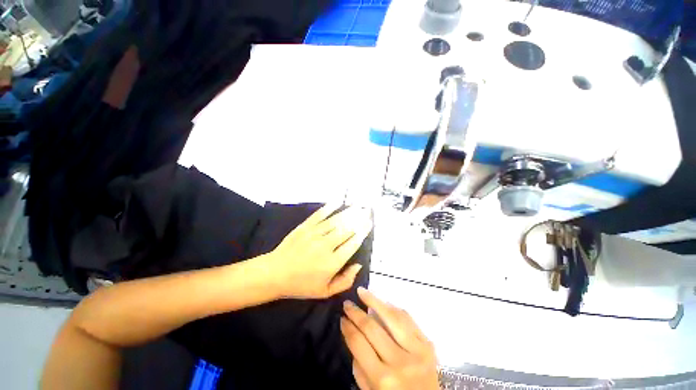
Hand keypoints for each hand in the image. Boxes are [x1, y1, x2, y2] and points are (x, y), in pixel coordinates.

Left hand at [265, 204, 372, 299]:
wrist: (274, 274)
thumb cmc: (301, 285)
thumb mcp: (325, 292)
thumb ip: (345, 281)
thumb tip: (359, 265)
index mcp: (332, 263)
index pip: (352, 244)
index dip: (362, 232)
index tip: (369, 223)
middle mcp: (325, 246)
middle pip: (346, 229)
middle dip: (359, 219)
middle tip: (368, 210)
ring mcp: (314, 234)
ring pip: (336, 221)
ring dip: (349, 212)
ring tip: (358, 205)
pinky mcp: (305, 227)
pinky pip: (319, 215)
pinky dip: (329, 207)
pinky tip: (338, 201)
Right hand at [341, 288, 439, 389]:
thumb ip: (359, 364)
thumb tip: (352, 332)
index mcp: (382, 379)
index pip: (358, 343)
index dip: (348, 327)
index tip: (341, 317)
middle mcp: (400, 362)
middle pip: (372, 327)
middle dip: (356, 312)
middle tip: (347, 303)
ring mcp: (417, 351)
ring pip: (392, 316)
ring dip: (374, 300)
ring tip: (362, 291)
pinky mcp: (428, 344)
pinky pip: (408, 319)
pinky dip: (393, 308)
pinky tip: (383, 302)